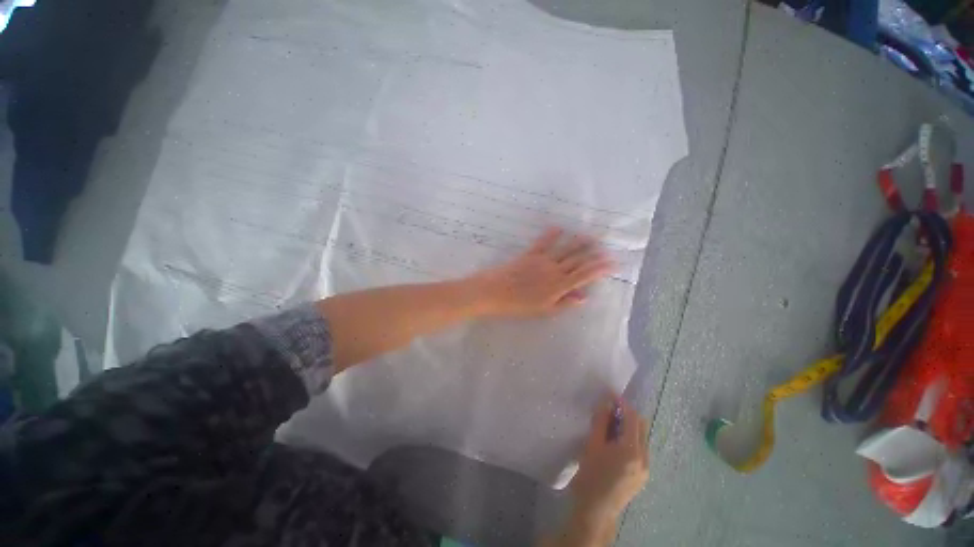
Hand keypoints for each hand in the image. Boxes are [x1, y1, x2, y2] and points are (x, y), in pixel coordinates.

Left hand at [471, 228, 613, 317]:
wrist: (494, 292)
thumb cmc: (518, 305)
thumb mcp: (544, 310)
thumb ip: (564, 303)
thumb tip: (584, 297)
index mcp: (559, 286)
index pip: (584, 275)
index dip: (600, 268)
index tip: (612, 262)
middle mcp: (554, 270)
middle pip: (578, 260)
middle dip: (593, 253)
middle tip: (605, 246)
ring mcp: (542, 261)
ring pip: (565, 250)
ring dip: (578, 242)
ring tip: (590, 235)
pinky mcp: (529, 254)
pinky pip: (543, 243)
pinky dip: (551, 235)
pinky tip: (559, 227)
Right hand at [570, 395, 649, 519]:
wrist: (595, 512)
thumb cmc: (590, 476)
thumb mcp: (592, 445)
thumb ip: (601, 421)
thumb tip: (606, 402)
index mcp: (632, 450)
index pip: (632, 418)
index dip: (621, 403)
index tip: (609, 394)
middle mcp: (644, 458)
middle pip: (641, 426)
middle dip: (626, 413)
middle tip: (608, 409)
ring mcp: (646, 468)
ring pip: (641, 437)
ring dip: (628, 426)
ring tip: (609, 425)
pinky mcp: (642, 476)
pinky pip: (639, 449)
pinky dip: (629, 439)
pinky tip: (614, 442)